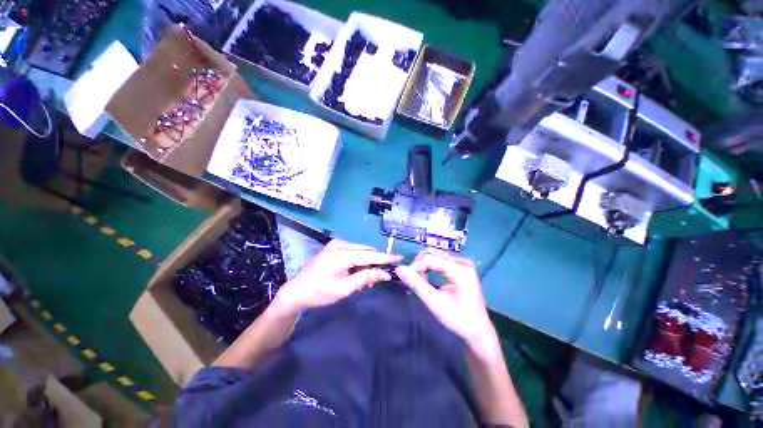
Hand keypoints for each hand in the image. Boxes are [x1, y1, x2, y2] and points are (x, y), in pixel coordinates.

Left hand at [273, 239, 401, 313]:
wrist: (295, 292)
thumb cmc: (319, 293)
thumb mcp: (344, 289)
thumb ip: (365, 278)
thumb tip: (385, 274)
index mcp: (341, 254)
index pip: (370, 255)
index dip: (386, 257)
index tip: (400, 257)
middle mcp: (339, 244)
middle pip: (366, 251)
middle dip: (375, 263)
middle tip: (379, 278)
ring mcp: (335, 244)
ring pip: (360, 251)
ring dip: (366, 263)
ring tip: (366, 279)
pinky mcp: (333, 247)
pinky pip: (353, 251)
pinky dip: (358, 261)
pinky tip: (357, 272)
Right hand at [396, 249, 493, 346]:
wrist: (478, 330)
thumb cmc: (458, 319)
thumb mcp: (435, 303)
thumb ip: (417, 284)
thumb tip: (399, 269)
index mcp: (461, 270)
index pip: (431, 258)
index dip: (416, 265)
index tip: (406, 277)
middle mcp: (463, 262)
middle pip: (433, 254)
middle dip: (419, 264)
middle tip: (412, 280)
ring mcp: (463, 263)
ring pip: (435, 255)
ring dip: (423, 265)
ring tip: (420, 280)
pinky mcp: (461, 266)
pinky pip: (440, 260)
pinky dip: (430, 266)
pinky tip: (426, 277)